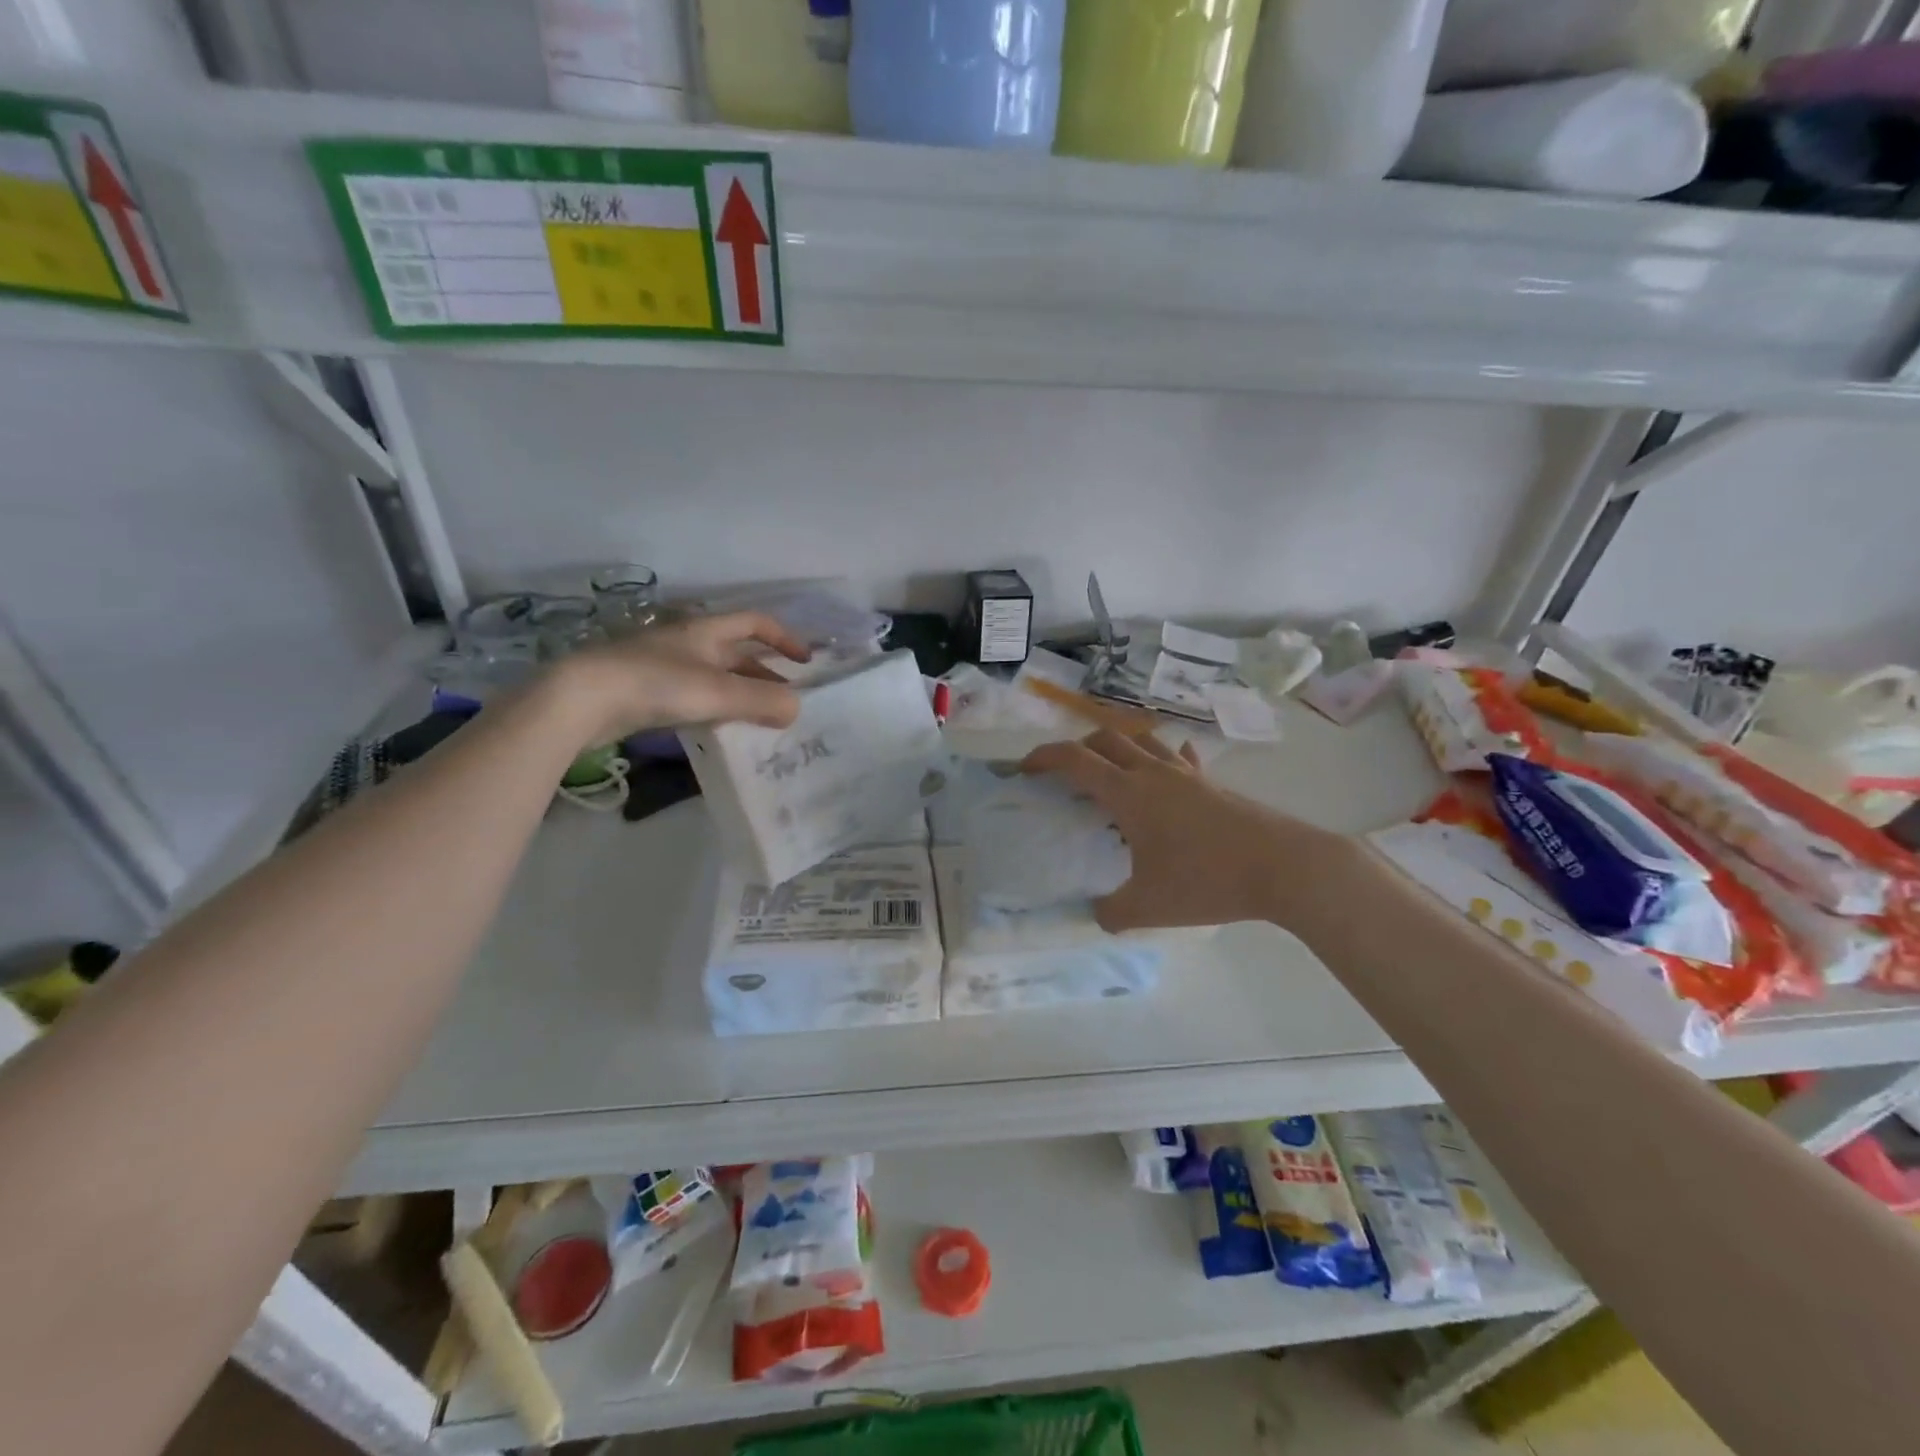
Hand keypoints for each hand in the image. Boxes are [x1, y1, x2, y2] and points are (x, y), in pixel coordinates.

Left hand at [556, 612, 809, 747]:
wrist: (581, 699)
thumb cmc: (656, 684)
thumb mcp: (718, 693)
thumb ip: (763, 701)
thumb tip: (797, 709)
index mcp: (706, 631)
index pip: (755, 622)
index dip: (784, 637)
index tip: (805, 661)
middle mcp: (686, 643)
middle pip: (736, 652)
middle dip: (764, 672)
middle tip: (784, 699)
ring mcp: (662, 667)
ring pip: (714, 676)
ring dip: (740, 693)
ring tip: (757, 718)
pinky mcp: (643, 692)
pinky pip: (692, 695)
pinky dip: (714, 707)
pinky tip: (717, 728)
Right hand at [1020, 729, 1343, 932]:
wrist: (1285, 867)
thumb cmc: (1208, 881)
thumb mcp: (1149, 907)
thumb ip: (1111, 912)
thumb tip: (1096, 913)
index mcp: (1128, 793)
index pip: (1074, 760)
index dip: (1043, 758)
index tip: (1024, 769)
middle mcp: (1153, 772)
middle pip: (1105, 738)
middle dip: (1077, 748)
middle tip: (1064, 773)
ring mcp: (1187, 774)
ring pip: (1142, 740)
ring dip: (1117, 745)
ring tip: (1110, 769)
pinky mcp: (1214, 783)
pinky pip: (1180, 758)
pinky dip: (1162, 758)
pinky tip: (1167, 772)